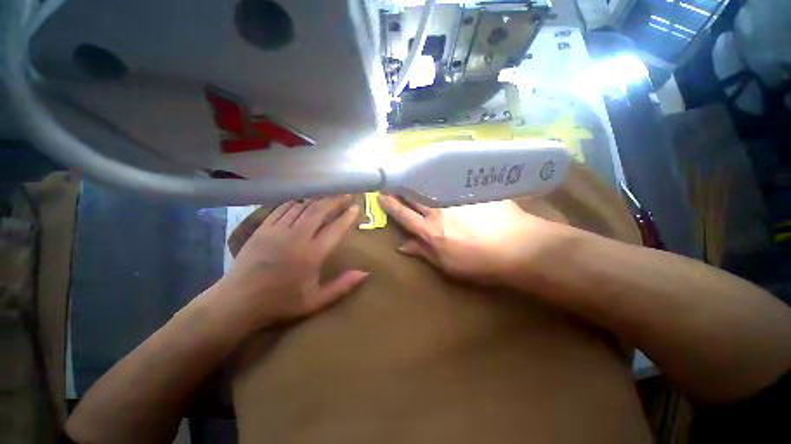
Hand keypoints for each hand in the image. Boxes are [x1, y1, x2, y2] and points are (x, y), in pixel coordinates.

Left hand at [216, 196, 366, 328]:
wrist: (243, 298)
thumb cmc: (281, 303)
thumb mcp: (315, 302)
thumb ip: (341, 287)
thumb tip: (364, 273)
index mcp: (311, 255)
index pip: (334, 229)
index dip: (347, 216)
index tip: (356, 206)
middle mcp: (296, 236)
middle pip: (318, 210)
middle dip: (334, 199)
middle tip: (344, 194)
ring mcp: (277, 229)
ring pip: (300, 206)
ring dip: (315, 199)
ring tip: (325, 196)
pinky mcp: (263, 228)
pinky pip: (281, 208)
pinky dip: (294, 203)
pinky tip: (299, 202)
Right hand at [378, 194, 559, 284]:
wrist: (517, 245)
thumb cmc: (480, 264)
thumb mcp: (448, 266)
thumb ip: (425, 253)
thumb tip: (403, 245)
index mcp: (429, 230)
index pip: (402, 214)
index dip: (389, 204)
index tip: (380, 194)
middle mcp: (440, 208)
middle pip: (415, 195)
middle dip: (402, 187)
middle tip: (394, 179)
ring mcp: (458, 196)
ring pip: (435, 185)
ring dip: (424, 181)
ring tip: (418, 175)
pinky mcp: (476, 189)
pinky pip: (458, 182)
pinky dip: (450, 180)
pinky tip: (451, 177)